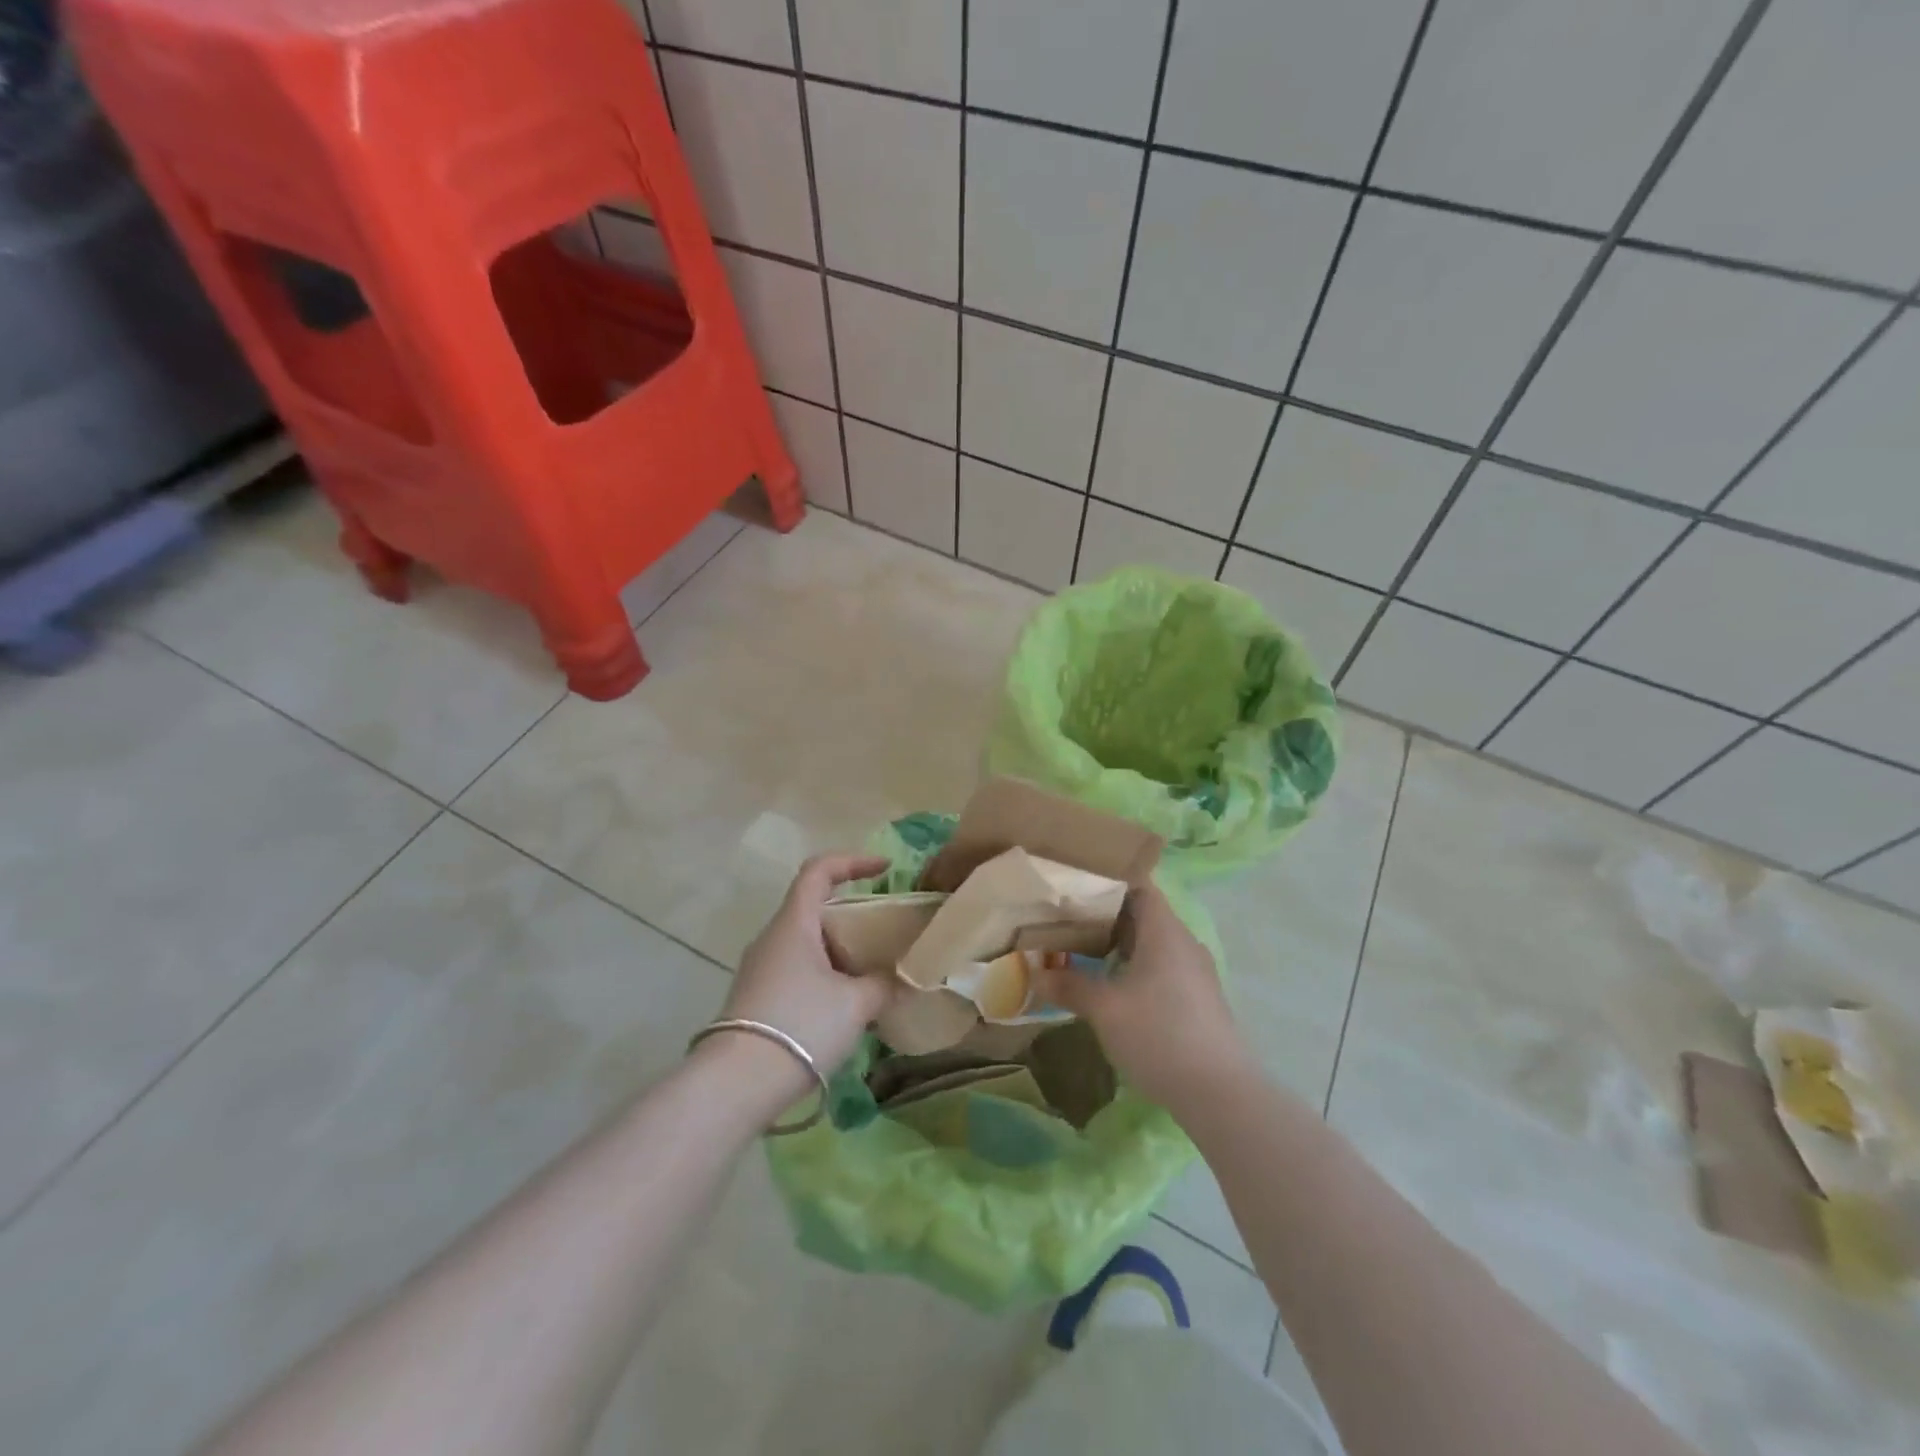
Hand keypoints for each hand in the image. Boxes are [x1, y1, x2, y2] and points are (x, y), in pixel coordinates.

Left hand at [716, 854, 893, 1092]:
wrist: (737, 1084)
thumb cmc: (801, 1025)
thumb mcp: (856, 1003)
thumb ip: (884, 984)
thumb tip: (900, 979)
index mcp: (794, 924)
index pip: (819, 870)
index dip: (853, 861)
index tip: (885, 869)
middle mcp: (773, 938)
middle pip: (816, 909)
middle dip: (854, 918)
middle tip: (886, 936)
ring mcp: (760, 969)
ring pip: (807, 944)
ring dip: (841, 953)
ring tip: (873, 977)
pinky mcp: (756, 998)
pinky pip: (798, 972)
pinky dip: (825, 977)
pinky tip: (846, 1009)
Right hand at [1037, 879, 1248, 1110]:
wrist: (1220, 1093)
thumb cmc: (1159, 1034)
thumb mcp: (1104, 1009)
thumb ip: (1069, 986)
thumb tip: (1035, 972)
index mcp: (1165, 931)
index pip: (1139, 887)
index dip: (1109, 883)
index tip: (1077, 887)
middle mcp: (1185, 943)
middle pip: (1145, 915)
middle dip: (1108, 917)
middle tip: (1069, 922)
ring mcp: (1197, 973)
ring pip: (1154, 944)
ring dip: (1122, 946)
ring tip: (1085, 954)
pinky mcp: (1200, 1000)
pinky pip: (1164, 968)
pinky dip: (1138, 968)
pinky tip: (1116, 989)